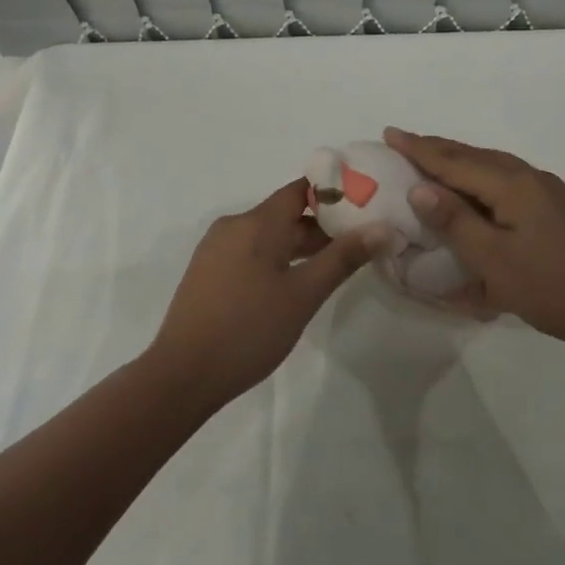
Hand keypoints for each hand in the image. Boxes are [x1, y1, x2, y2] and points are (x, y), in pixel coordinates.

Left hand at [145, 180, 389, 410]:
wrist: (182, 374)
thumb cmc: (249, 329)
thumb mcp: (304, 295)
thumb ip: (343, 258)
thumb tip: (383, 228)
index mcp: (257, 222)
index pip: (300, 190)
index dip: (333, 194)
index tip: (363, 207)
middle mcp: (234, 225)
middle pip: (285, 214)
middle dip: (321, 227)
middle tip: (357, 246)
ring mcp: (216, 248)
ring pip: (267, 235)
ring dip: (298, 246)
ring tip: (332, 268)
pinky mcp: (207, 270)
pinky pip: (249, 251)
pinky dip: (275, 258)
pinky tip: (292, 285)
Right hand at [384, 128, 564, 358]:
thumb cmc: (552, 288)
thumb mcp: (494, 261)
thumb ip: (455, 221)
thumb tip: (419, 187)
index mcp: (513, 184)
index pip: (455, 160)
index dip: (419, 148)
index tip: (389, 132)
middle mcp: (531, 177)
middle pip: (474, 156)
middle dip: (437, 149)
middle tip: (404, 142)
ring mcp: (548, 192)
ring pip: (493, 167)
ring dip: (460, 162)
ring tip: (432, 162)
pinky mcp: (558, 209)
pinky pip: (508, 182)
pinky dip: (482, 180)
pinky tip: (475, 193)